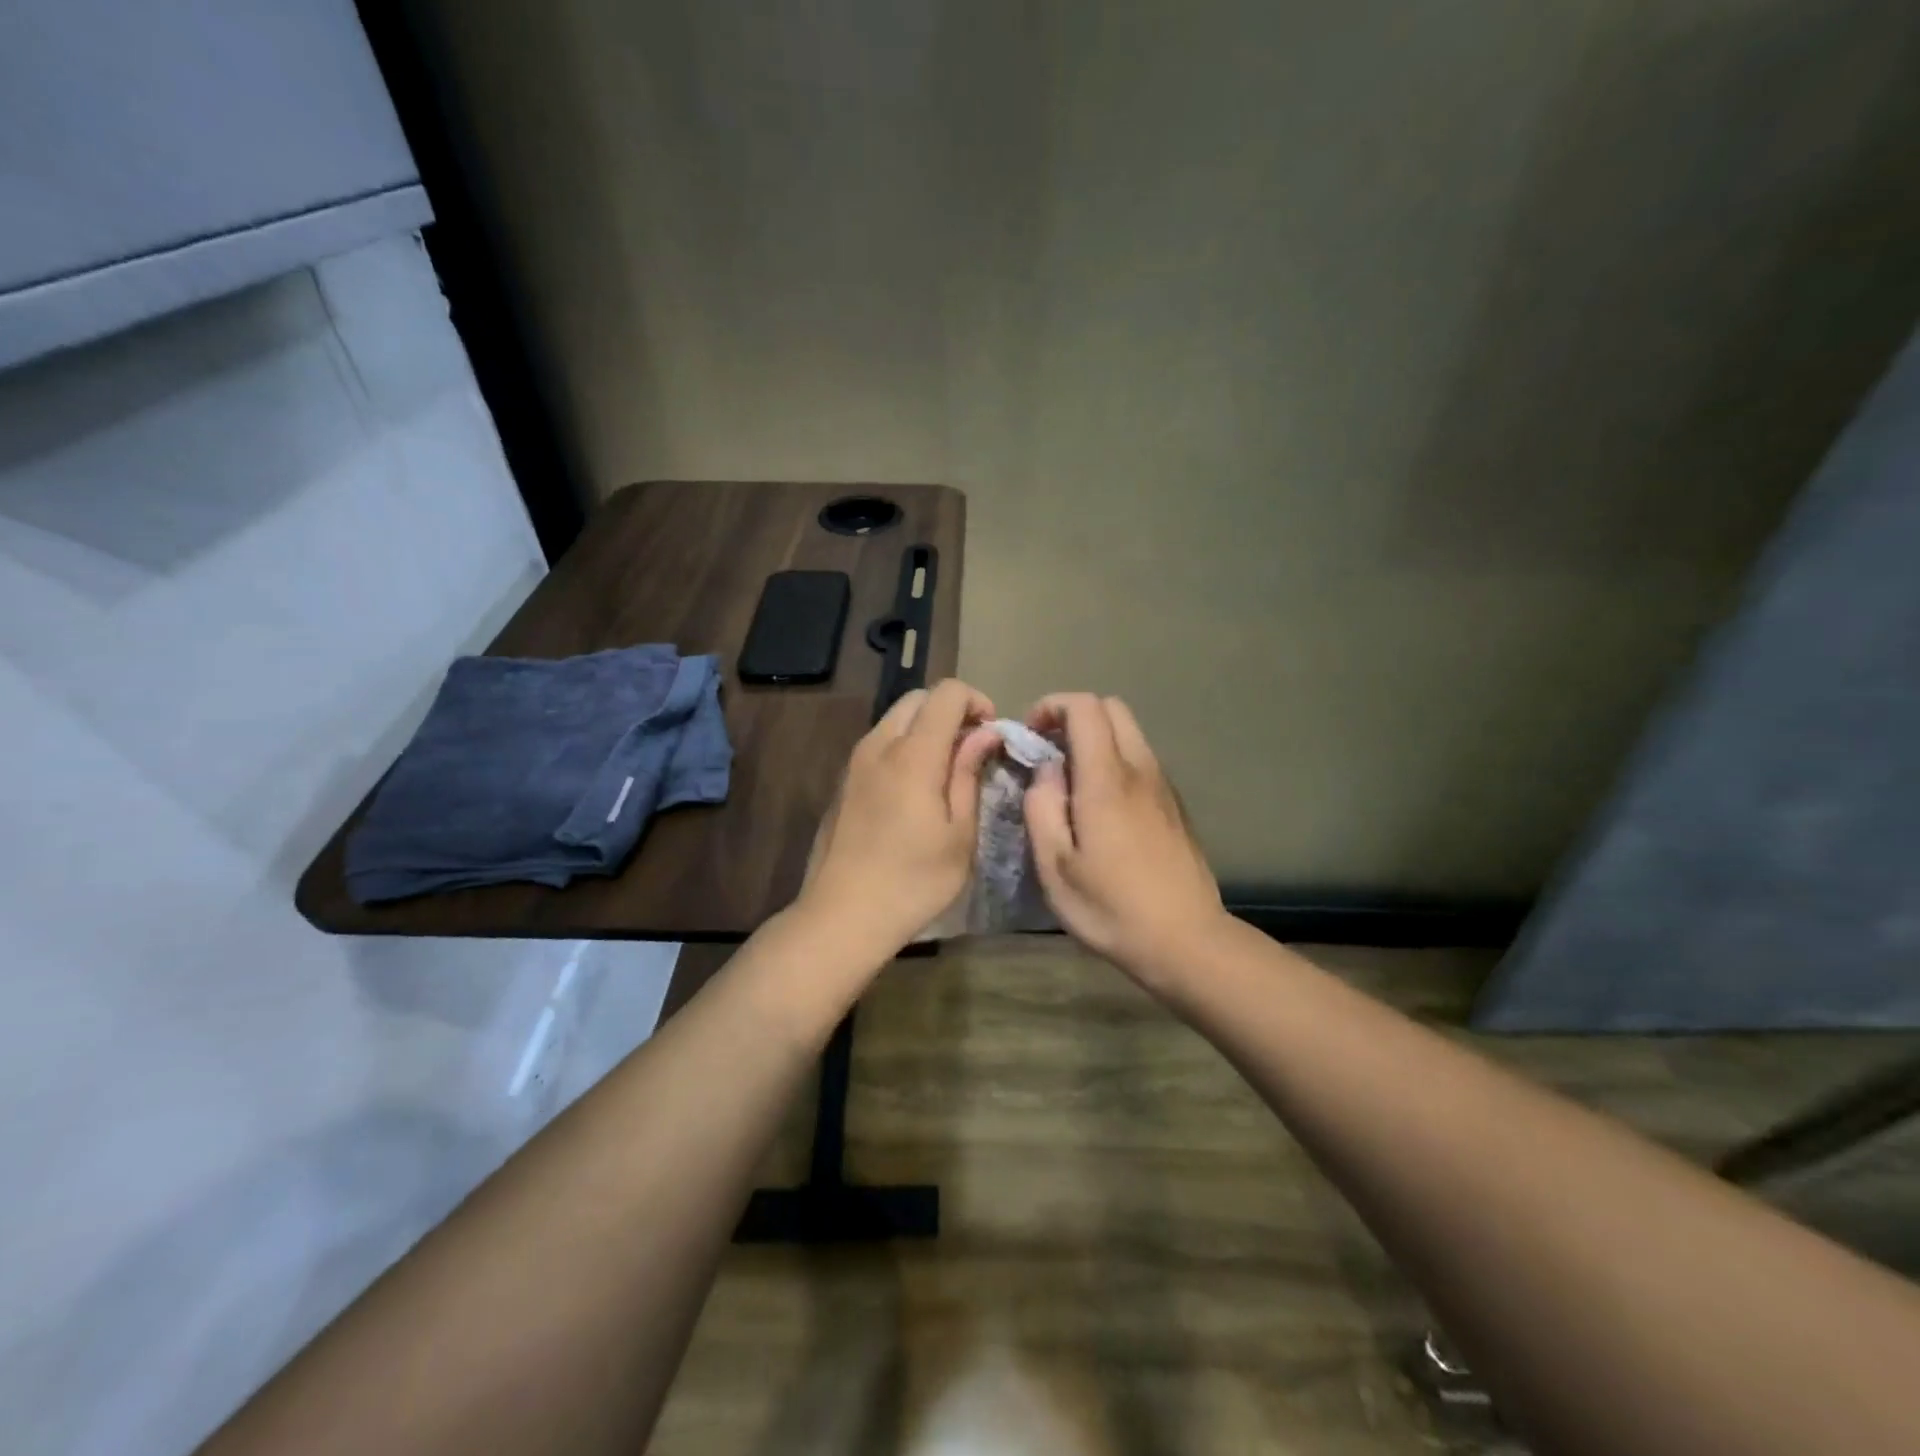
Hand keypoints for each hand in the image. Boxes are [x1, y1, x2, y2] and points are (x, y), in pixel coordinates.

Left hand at [796, 679, 1000, 961]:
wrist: (842, 915)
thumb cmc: (913, 881)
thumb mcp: (959, 834)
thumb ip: (970, 774)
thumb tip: (985, 733)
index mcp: (912, 754)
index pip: (946, 693)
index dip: (976, 701)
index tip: (992, 735)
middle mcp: (878, 745)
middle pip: (917, 699)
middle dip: (950, 711)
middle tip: (971, 750)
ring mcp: (854, 762)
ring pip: (894, 719)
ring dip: (925, 729)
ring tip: (945, 772)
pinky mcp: (842, 782)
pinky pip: (878, 744)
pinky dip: (903, 747)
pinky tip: (914, 791)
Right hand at [1022, 693, 1227, 983]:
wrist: (1186, 940)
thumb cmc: (1111, 908)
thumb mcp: (1055, 867)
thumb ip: (1042, 807)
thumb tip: (1046, 770)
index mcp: (1106, 780)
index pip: (1085, 707)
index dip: (1052, 706)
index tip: (1030, 733)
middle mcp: (1140, 770)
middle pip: (1112, 708)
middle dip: (1074, 716)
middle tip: (1048, 750)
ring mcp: (1163, 786)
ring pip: (1130, 733)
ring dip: (1096, 738)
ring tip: (1070, 780)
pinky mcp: (1175, 805)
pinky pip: (1142, 760)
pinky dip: (1115, 760)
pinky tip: (1101, 805)